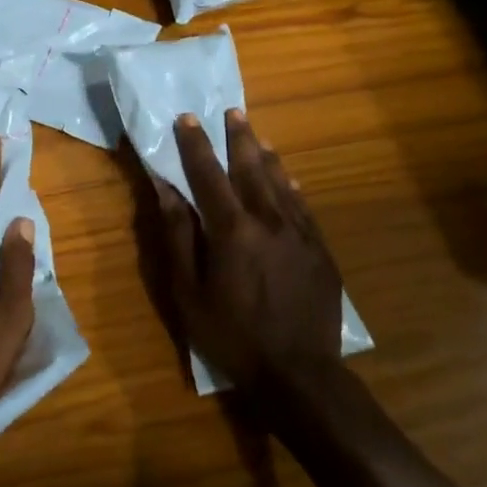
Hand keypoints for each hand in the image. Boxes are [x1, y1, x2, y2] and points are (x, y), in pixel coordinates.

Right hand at [150, 109, 346, 397]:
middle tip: (231, 111)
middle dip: (238, 138)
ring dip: (265, 155)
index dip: (196, 144)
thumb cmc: (233, 337)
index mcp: (232, 230)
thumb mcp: (189, 293)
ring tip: (256, 133)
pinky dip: (292, 186)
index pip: (209, 175)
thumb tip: (166, 190)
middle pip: (250, 168)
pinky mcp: (320, 250)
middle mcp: (268, 220)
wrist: (299, 375)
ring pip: (280, 182)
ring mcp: (300, 233)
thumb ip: (178, 237)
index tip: (187, 117)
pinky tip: (288, 176)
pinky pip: (303, 206)